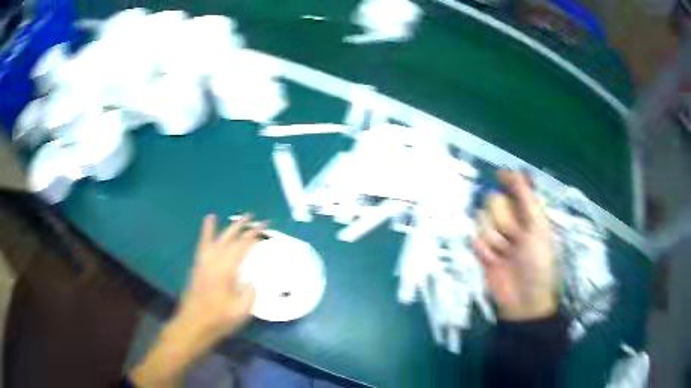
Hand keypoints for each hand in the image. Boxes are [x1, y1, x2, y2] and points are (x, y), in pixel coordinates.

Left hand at [174, 214, 262, 341]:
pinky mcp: (197, 268)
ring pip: (213, 240)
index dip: (253, 235)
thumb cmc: (219, 319)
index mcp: (226, 270)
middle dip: (240, 226)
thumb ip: (249, 293)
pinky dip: (204, 235)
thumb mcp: (242, 310)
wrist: (194, 324)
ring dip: (221, 228)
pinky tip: (206, 231)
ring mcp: (203, 263)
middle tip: (251, 217)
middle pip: (228, 238)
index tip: (264, 226)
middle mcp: (214, 262)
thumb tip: (250, 282)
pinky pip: (201, 246)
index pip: (242, 246)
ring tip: (222, 217)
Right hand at [473, 171, 556, 320]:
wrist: (523, 299)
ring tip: (504, 253)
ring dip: (494, 237)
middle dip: (502, 218)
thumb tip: (517, 170)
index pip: (515, 188)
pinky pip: (475, 239)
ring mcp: (495, 236)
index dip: (507, 180)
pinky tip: (493, 261)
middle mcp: (511, 221)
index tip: (499, 175)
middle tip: (514, 236)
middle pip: (493, 202)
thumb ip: (527, 199)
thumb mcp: (538, 228)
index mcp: (527, 214)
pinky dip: (484, 249)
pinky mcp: (482, 251)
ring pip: (483, 220)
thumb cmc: (537, 262)